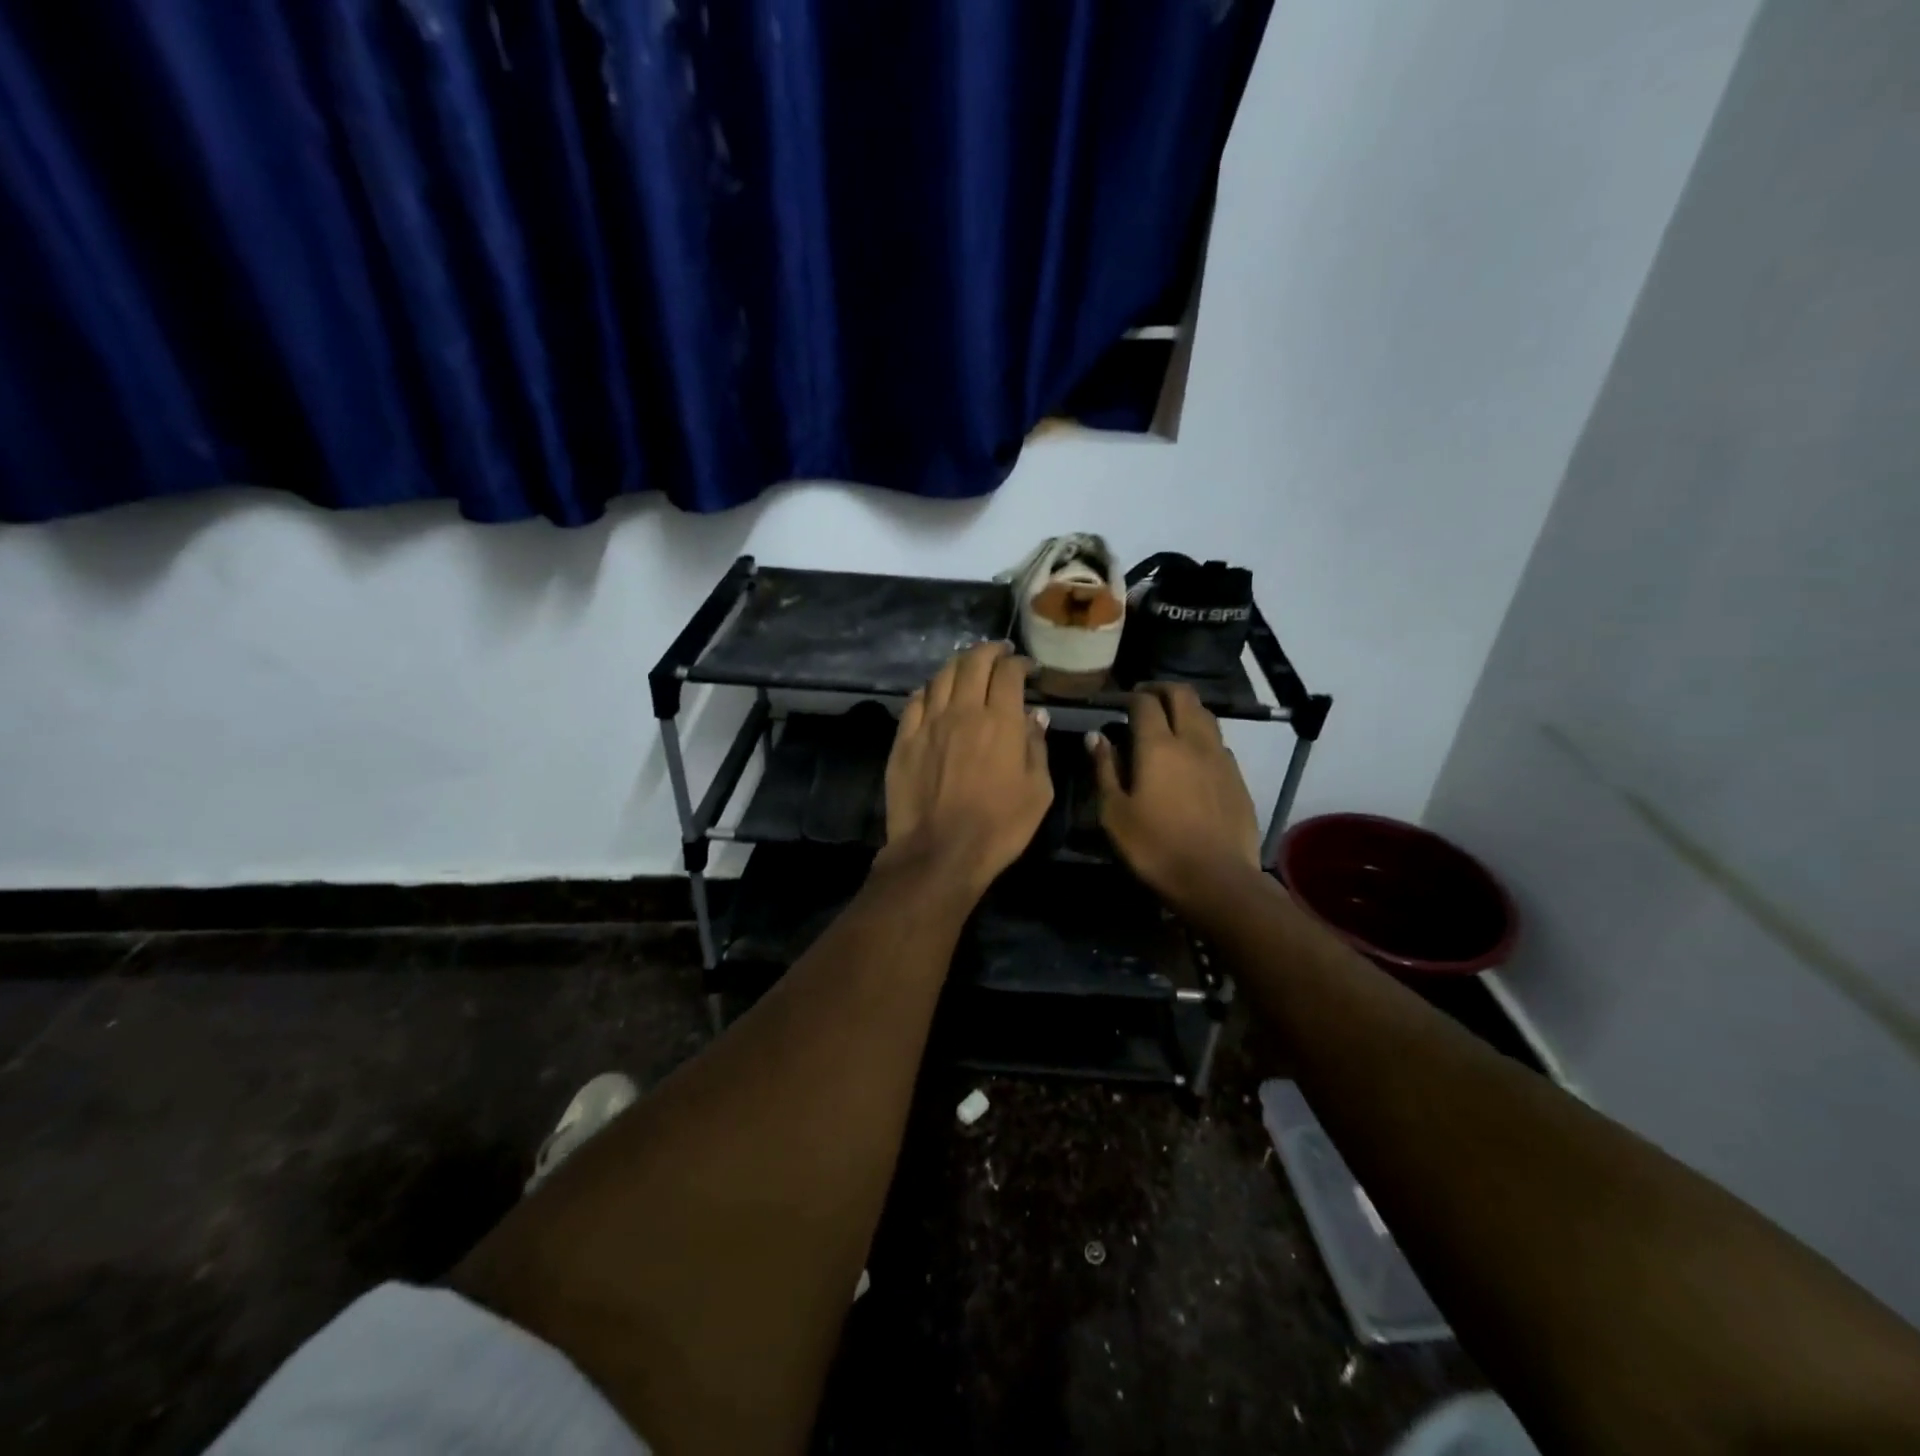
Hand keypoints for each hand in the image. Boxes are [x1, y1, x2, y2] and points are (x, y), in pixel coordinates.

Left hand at [880, 643, 1053, 896]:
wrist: (939, 852)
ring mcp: (928, 724)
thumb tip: (1035, 717)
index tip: (1027, 668)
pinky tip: (933, 693)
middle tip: (999, 653)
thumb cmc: (999, 827)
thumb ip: (1036, 748)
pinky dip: (928, 690)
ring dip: (957, 665)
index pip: (1008, 673)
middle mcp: (962, 711)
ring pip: (940, 676)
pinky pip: (914, 701)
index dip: (1019, 663)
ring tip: (967, 666)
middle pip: (972, 663)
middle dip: (988, 651)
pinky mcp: (903, 740)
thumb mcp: (1038, 792)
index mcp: (999, 721)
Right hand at [1089, 684, 1262, 910]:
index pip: (1145, 703)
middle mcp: (1193, 741)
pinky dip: (1203, 736)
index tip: (1118, 702)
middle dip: (1162, 689)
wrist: (1217, 880)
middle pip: (1182, 695)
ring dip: (1185, 709)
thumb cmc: (1154, 848)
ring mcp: (1220, 758)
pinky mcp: (1238, 777)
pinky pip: (1219, 742)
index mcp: (1158, 746)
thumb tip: (1095, 737)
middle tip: (1145, 697)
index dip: (1130, 696)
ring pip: (1205, 715)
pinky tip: (1193, 755)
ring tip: (1170, 721)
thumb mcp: (1114, 813)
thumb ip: (1104, 769)